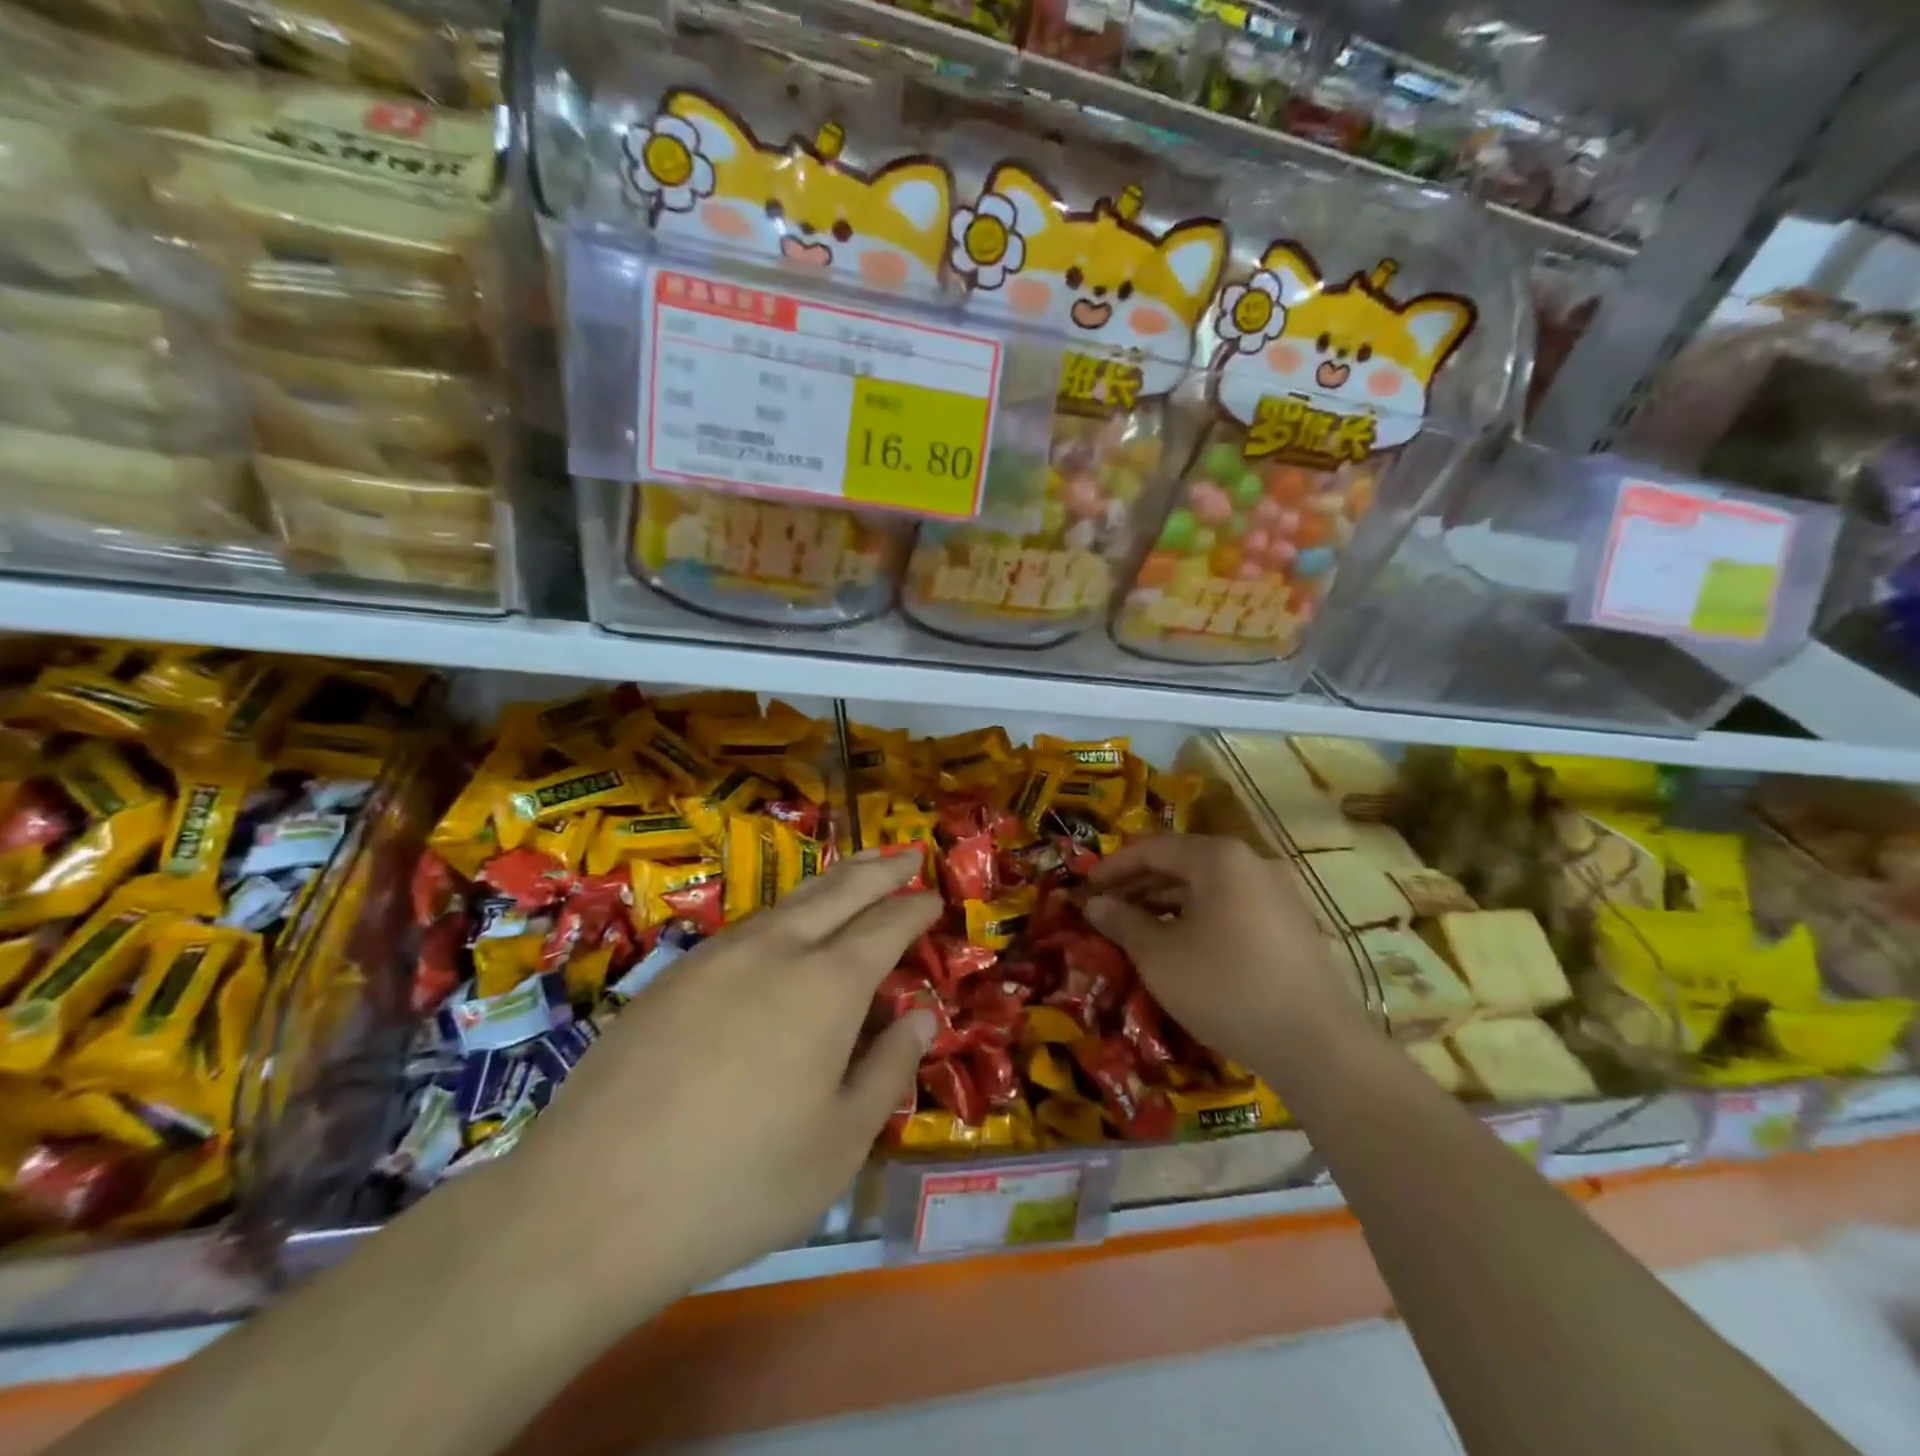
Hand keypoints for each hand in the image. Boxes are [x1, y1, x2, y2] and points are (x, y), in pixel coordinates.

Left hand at [512, 851, 940, 1301]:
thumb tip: (920, 1016)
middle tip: (907, 853)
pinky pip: (747, 926)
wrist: (591, 1201)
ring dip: (831, 882)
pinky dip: (784, 913)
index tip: (934, 897)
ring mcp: (718, 956)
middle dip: (880, 868)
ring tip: (855, 874)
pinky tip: (783, 928)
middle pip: (840, 890)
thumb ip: (888, 1070)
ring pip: (789, 900)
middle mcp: (777, 951)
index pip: (887, 925)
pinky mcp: (673, 975)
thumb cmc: (738, 1182)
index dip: (915, 908)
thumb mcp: (839, 1144)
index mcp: (828, 985)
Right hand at [1084, 835, 1368, 1075]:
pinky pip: (1232, 907)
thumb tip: (1093, 904)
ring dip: (1167, 902)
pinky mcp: (1292, 925)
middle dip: (1139, 885)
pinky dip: (1198, 917)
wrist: (1318, 1045)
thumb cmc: (1225, 987)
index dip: (1113, 867)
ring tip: (1135, 928)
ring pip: (1208, 887)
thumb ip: (1122, 921)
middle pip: (1182, 863)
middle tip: (1105, 909)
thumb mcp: (1159, 955)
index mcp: (1220, 858)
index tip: (1085, 887)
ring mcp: (1279, 893)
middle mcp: (1253, 863)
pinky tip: (1180, 945)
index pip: (1153, 848)